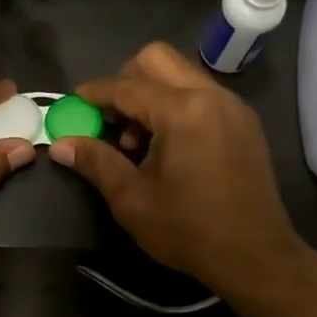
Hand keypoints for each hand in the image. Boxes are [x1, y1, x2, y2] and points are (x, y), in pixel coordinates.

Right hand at [50, 42, 314, 300]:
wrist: (256, 257)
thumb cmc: (189, 230)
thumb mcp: (132, 199)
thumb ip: (96, 162)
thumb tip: (60, 144)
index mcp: (183, 111)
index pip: (127, 86)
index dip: (94, 93)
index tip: (72, 103)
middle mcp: (211, 96)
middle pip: (157, 60)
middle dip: (125, 81)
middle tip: (110, 118)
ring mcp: (232, 107)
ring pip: (181, 75)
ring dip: (151, 94)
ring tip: (137, 141)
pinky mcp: (244, 123)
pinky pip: (201, 94)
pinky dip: (175, 105)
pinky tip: (166, 146)